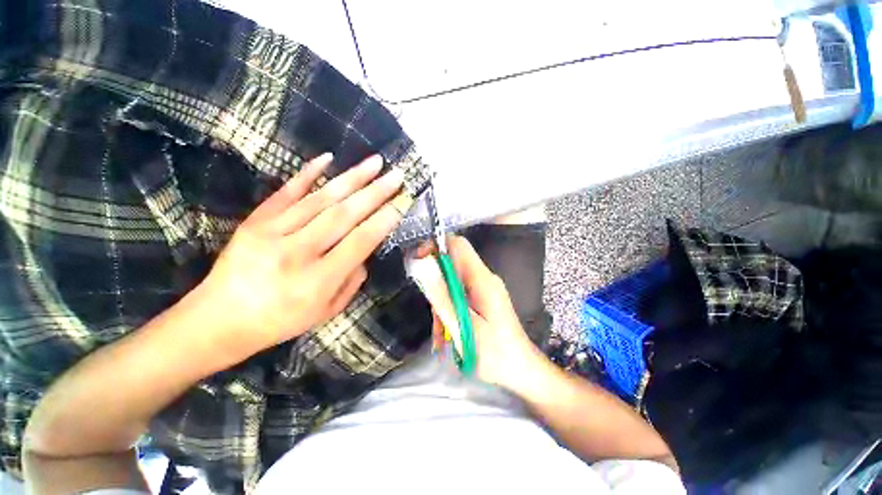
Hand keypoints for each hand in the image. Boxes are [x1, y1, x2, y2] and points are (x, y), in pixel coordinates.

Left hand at [196, 153, 404, 361]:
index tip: (402, 201)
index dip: (384, 220)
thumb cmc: (281, 320)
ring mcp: (272, 233)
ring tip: (374, 162)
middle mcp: (297, 253)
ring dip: (351, 178)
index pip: (360, 242)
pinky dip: (308, 174)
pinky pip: (286, 192)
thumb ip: (352, 281)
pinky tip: (327, 158)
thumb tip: (366, 252)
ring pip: (320, 199)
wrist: (219, 320)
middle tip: (396, 175)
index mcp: (318, 281)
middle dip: (375, 193)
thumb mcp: (327, 312)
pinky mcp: (255, 221)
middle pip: (344, 215)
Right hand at [414, 236, 543, 389]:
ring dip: (441, 304)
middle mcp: (483, 278)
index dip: (435, 247)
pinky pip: (458, 296)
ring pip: (452, 283)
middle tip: (432, 311)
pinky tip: (446, 336)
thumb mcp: (463, 327)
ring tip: (440, 333)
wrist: (522, 371)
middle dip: (435, 284)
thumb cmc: (495, 354)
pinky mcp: (481, 300)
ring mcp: (483, 289)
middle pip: (452, 264)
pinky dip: (449, 311)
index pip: (457, 245)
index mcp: (482, 279)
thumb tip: (425, 267)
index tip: (418, 263)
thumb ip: (443, 296)